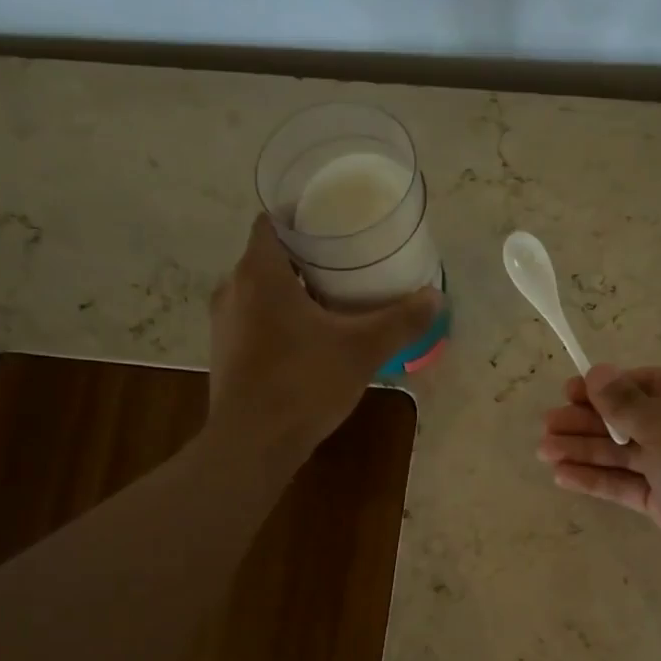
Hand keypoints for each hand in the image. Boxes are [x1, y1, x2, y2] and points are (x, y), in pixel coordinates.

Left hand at [208, 215, 438, 467]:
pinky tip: (310, 340)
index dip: (300, 216)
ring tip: (333, 299)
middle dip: (306, 257)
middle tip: (346, 263)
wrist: (253, 444)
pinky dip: (279, 319)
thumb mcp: (362, 350)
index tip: (333, 223)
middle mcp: (233, 289)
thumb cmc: (303, 383)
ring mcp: (224, 324)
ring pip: (260, 291)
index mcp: (260, 273)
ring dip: (292, 291)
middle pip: (269, 257)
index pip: (271, 222)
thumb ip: (400, 321)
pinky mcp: (226, 354)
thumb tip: (435, 296)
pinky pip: (255, 320)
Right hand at [538, 366, 660, 596]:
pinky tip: (562, 476)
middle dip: (588, 422)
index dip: (605, 388)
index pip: (646, 384)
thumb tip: (598, 371)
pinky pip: (627, 484)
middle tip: (547, 425)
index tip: (568, 392)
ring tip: (544, 451)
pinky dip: (597, 479)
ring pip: (624, 454)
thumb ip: (625, 402)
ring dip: (585, 451)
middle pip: (630, 419)